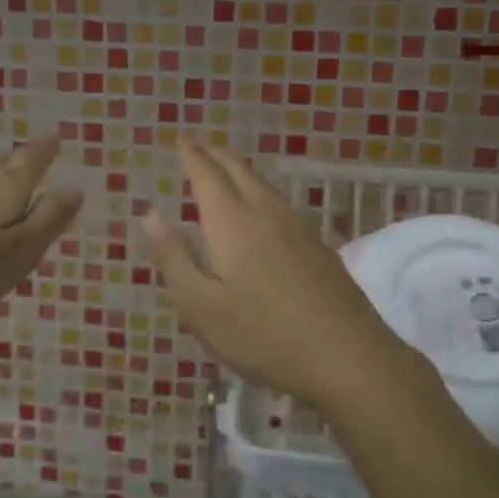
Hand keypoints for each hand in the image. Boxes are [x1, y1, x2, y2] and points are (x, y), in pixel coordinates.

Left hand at [0, 134, 82, 337]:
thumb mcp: (20, 251)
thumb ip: (48, 219)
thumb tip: (74, 188)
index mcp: (4, 191)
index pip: (30, 161)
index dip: (45, 148)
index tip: (56, 134)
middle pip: (2, 167)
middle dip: (20, 160)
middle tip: (34, 152)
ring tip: (5, 179)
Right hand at [141, 138, 428, 411]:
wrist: (347, 357)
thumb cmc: (263, 336)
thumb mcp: (201, 307)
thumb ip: (174, 258)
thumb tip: (151, 213)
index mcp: (233, 224)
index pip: (208, 177)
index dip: (192, 157)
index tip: (180, 140)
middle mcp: (267, 214)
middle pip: (240, 172)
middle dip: (217, 156)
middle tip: (200, 146)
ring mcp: (300, 229)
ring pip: (265, 186)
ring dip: (242, 171)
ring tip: (227, 170)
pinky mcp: (321, 248)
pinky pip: (283, 204)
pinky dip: (262, 193)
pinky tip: (265, 210)